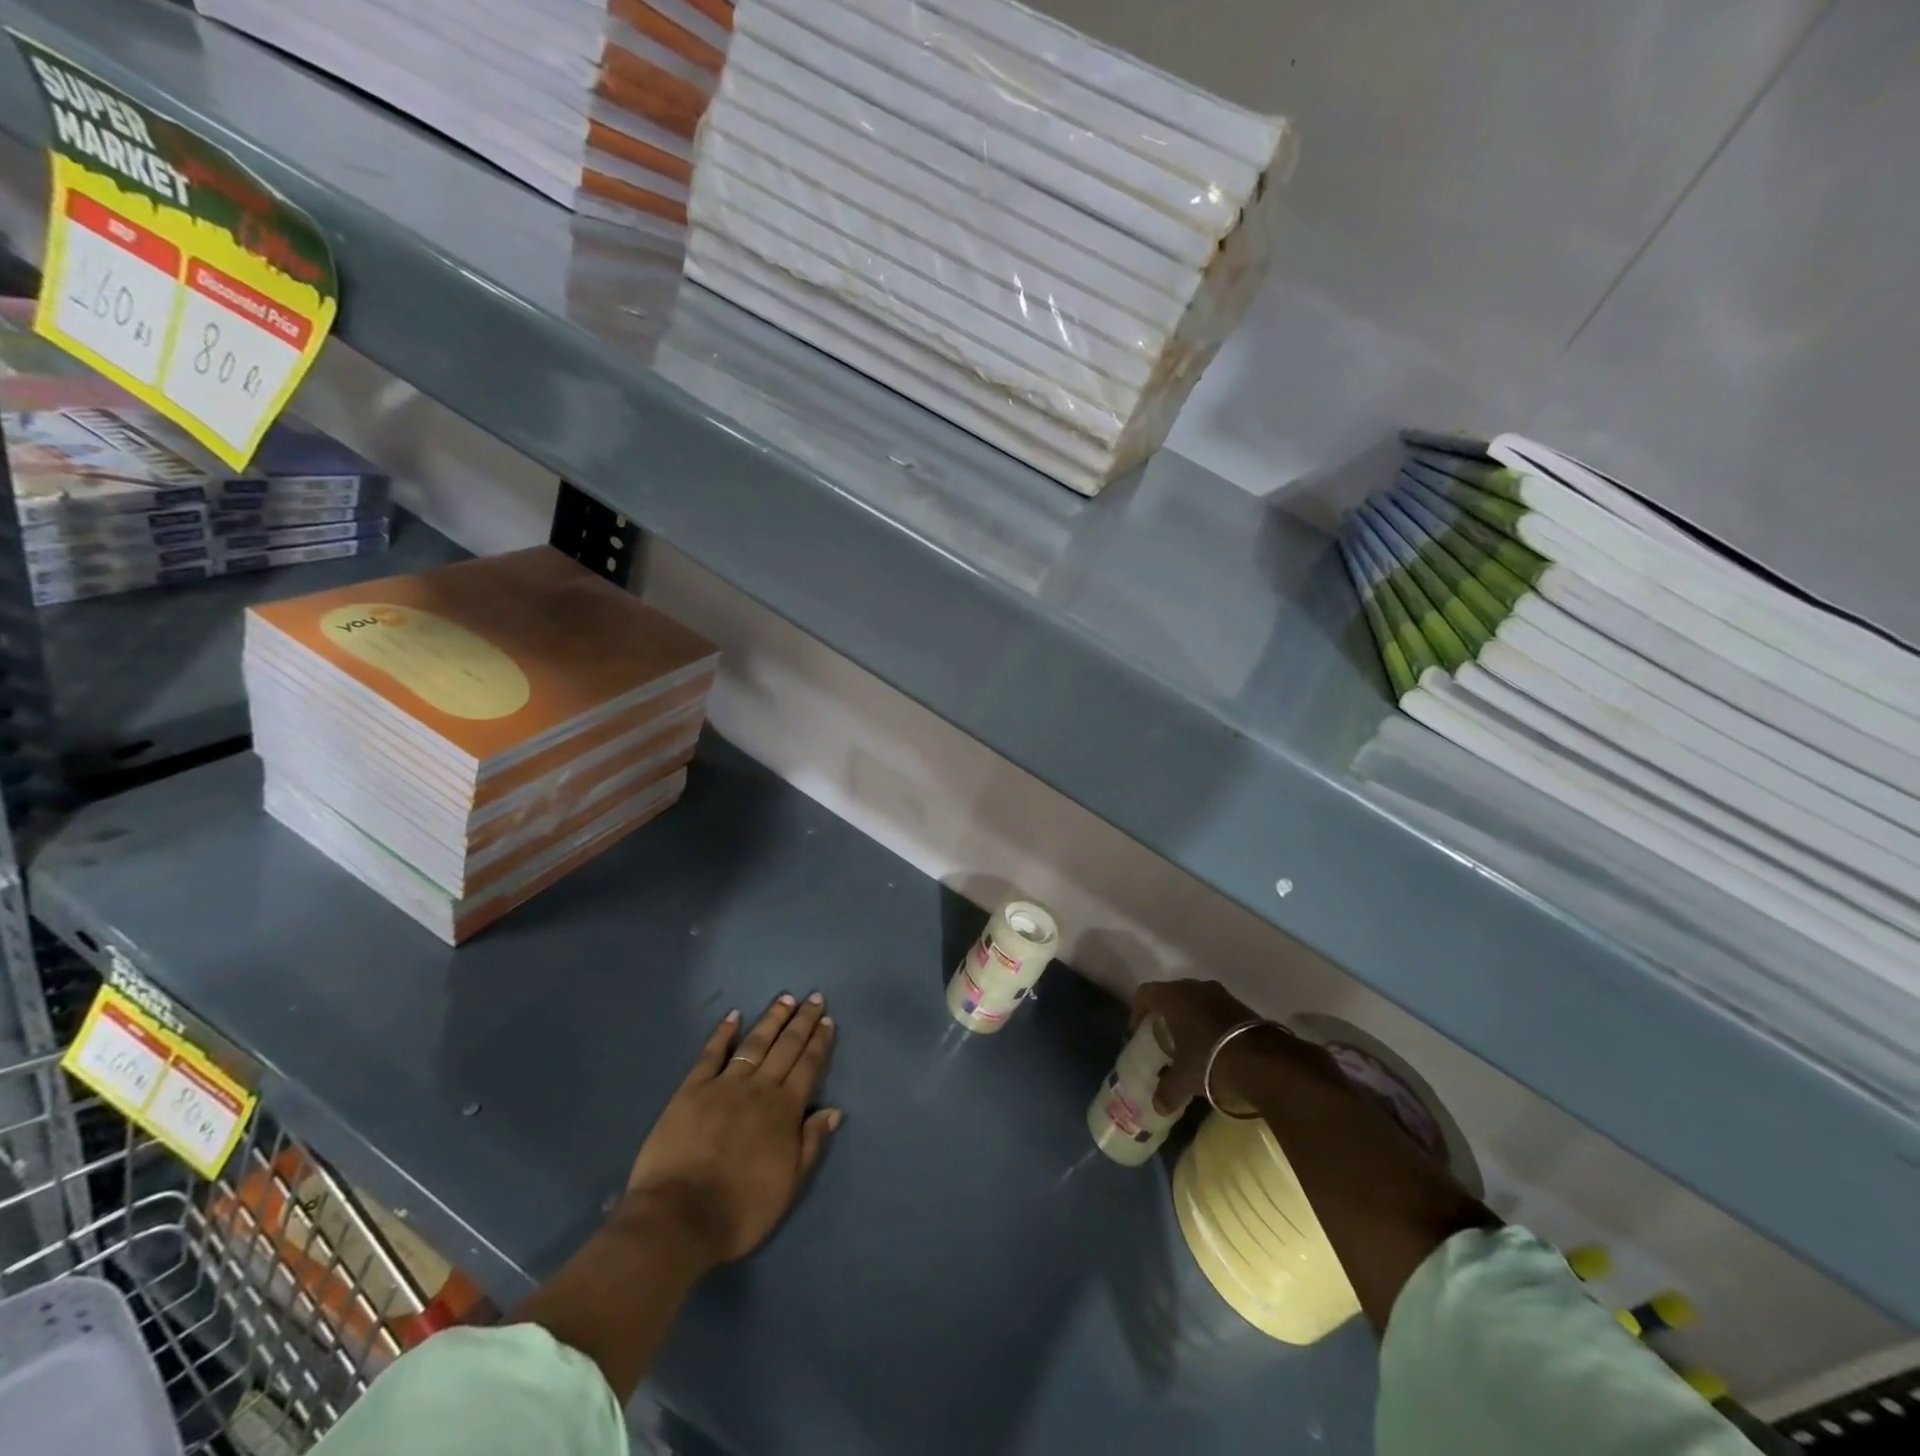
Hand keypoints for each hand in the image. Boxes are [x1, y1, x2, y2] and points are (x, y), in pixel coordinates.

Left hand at [625, 993, 840, 1267]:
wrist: (679, 1218)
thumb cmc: (740, 1209)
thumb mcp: (788, 1186)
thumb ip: (811, 1144)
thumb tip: (834, 1110)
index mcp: (784, 1110)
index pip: (808, 1067)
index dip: (819, 1043)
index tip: (827, 1020)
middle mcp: (759, 1088)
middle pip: (785, 1047)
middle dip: (802, 1021)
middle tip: (814, 998)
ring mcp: (724, 1085)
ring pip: (754, 1043)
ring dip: (771, 1019)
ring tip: (784, 998)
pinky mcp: (692, 1089)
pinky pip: (711, 1054)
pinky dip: (723, 1033)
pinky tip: (732, 1016)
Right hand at [1132, 978, 1298, 1113]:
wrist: (1265, 1062)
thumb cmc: (1210, 1061)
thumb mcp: (1183, 1081)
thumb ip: (1166, 1091)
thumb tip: (1157, 1106)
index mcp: (1173, 997)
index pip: (1145, 993)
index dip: (1138, 1011)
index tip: (1138, 1033)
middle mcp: (1195, 987)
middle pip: (1171, 994)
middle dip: (1165, 1015)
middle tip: (1162, 1038)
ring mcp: (1221, 995)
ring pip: (1196, 1001)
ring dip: (1190, 1019)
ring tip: (1189, 1045)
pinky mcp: (1242, 1007)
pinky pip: (1217, 1010)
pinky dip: (1211, 1024)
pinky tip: (1214, 1048)